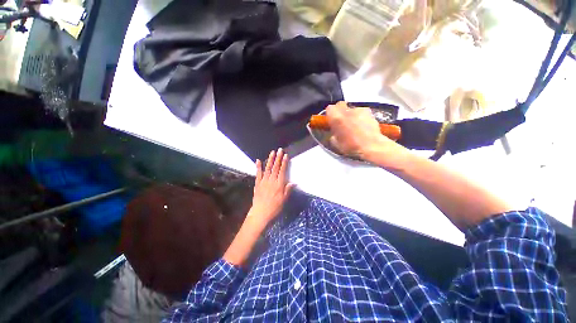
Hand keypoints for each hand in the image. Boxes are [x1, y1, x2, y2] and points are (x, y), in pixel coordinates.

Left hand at [248, 148, 294, 226]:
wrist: (260, 213)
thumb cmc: (274, 208)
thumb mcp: (284, 200)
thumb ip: (288, 190)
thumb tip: (293, 182)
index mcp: (279, 184)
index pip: (282, 171)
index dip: (284, 163)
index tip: (286, 155)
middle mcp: (271, 181)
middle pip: (275, 167)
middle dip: (278, 158)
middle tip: (280, 150)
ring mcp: (263, 181)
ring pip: (268, 168)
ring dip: (270, 160)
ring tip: (272, 152)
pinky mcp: (257, 184)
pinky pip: (258, 174)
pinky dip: (258, 167)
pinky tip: (258, 160)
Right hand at [326, 101, 408, 166]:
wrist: (371, 146)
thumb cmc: (351, 146)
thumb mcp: (335, 143)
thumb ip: (332, 134)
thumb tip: (334, 132)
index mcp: (336, 118)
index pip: (329, 108)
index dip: (330, 114)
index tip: (331, 120)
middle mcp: (347, 111)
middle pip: (340, 104)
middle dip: (339, 110)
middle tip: (341, 120)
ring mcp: (359, 110)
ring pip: (351, 108)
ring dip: (350, 114)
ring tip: (354, 124)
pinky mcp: (369, 112)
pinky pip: (361, 112)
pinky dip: (360, 116)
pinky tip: (363, 125)